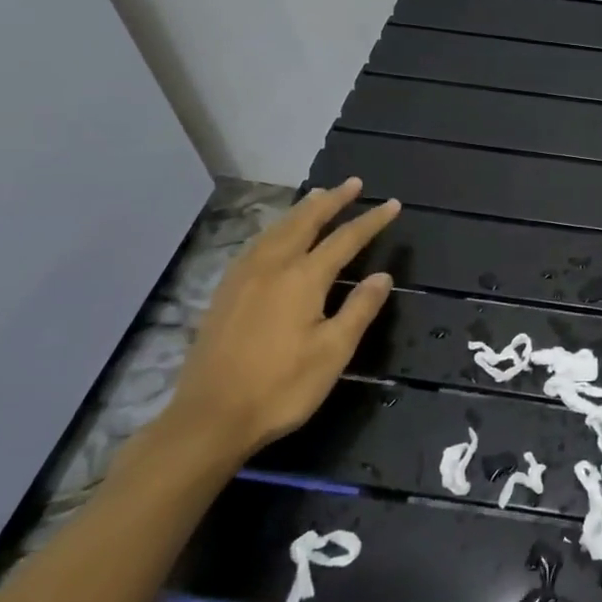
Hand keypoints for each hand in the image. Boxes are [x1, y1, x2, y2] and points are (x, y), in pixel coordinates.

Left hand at [164, 179, 399, 461]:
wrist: (209, 418)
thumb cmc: (280, 387)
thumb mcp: (332, 352)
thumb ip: (359, 309)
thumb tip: (383, 276)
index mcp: (303, 279)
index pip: (345, 239)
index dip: (371, 221)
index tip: (392, 204)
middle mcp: (272, 267)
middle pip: (306, 222)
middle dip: (332, 200)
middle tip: (353, 183)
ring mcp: (243, 278)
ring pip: (277, 229)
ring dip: (302, 210)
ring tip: (318, 196)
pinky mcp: (225, 292)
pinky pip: (257, 244)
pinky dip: (276, 228)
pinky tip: (276, 235)